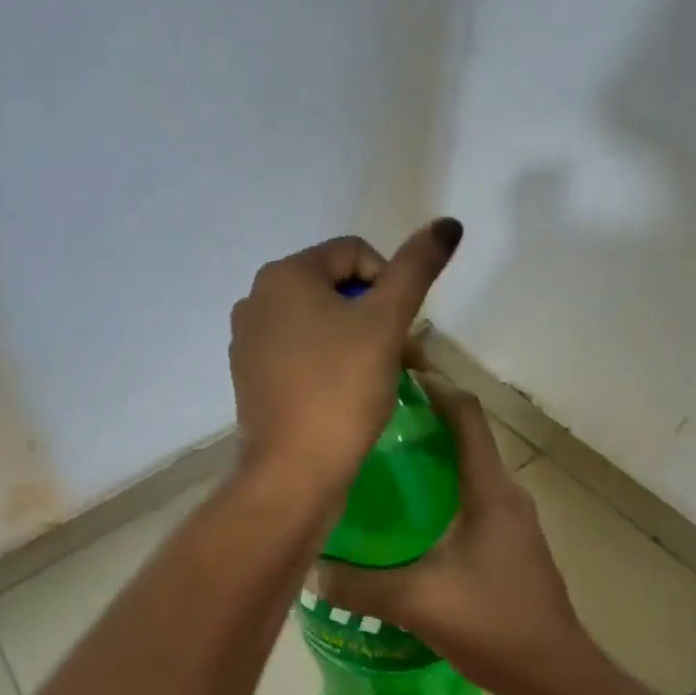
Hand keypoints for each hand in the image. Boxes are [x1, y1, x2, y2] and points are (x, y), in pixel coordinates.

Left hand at [228, 220, 462, 490]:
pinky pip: (299, 352)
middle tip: (407, 356)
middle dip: (378, 315)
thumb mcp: (386, 322)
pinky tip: (351, 393)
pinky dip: (330, 362)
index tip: (405, 327)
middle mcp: (256, 299)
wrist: (293, 471)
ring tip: (387, 376)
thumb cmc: (341, 388)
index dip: (391, 283)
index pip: (354, 252)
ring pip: (319, 322)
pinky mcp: (250, 376)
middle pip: (336, 288)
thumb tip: (447, 223)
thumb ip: (416, 268)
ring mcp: (248, 340)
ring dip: (359, 340)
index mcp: (283, 275)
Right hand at [316, 373, 611, 694]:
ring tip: (377, 461)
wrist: (558, 678)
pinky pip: (468, 498)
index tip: (392, 376)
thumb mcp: (417, 602)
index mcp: (490, 491)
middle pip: (464, 437)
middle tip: (369, 420)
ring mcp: (511, 520)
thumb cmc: (495, 624)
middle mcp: (505, 495)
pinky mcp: (508, 544)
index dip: (433, 387)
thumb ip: (359, 585)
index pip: (465, 415)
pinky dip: (437, 491)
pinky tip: (403, 517)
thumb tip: (309, 566)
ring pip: (466, 470)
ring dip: (429, 457)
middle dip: (421, 420)